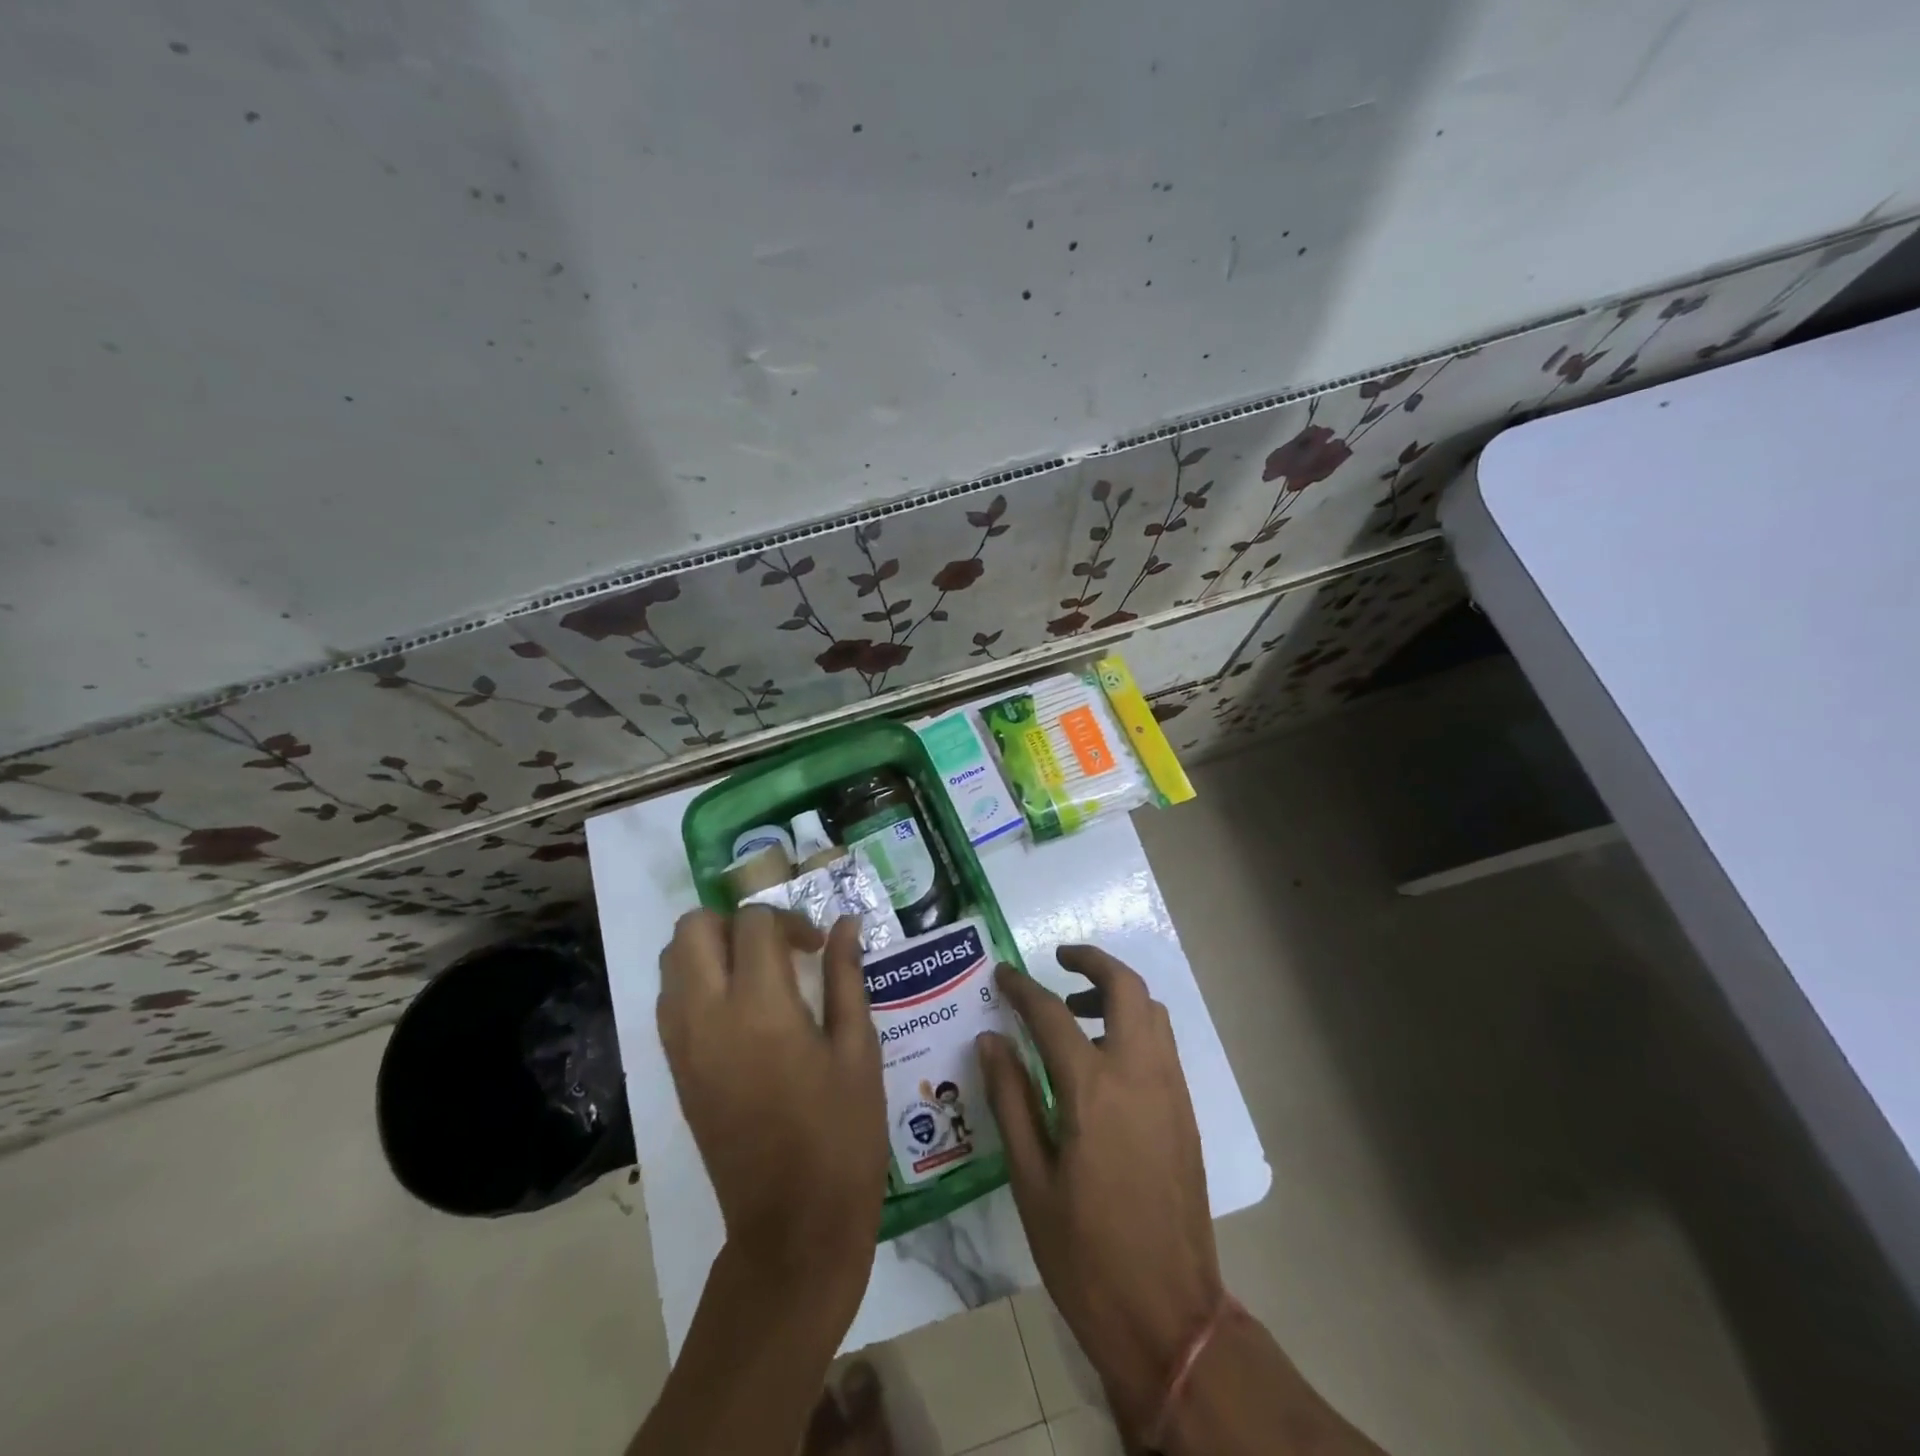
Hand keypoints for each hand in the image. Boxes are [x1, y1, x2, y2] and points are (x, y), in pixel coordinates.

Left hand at [658, 909, 887, 1303]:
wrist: (792, 1223)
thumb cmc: (841, 1132)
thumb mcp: (858, 1047)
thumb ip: (847, 976)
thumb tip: (847, 924)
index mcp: (760, 1007)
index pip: (755, 924)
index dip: (791, 922)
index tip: (818, 948)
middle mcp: (708, 1015)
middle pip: (693, 928)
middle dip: (735, 922)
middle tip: (777, 948)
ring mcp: (682, 1044)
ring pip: (672, 961)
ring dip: (711, 948)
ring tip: (757, 973)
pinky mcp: (674, 1070)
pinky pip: (670, 1000)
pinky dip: (696, 982)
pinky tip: (739, 1008)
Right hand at [978, 946, 1222, 1436]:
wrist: (1169, 1314)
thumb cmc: (1086, 1254)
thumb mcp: (1031, 1180)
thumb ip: (1011, 1100)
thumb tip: (991, 1040)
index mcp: (1093, 1089)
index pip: (1050, 1013)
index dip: (1022, 987)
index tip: (1002, 975)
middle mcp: (1139, 1073)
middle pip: (1125, 987)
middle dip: (1092, 961)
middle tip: (1059, 960)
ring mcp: (1170, 1090)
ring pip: (1151, 1010)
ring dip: (1116, 992)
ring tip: (1076, 1011)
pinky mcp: (1185, 1111)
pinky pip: (1162, 1042)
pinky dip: (1134, 1024)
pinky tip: (1104, 1058)